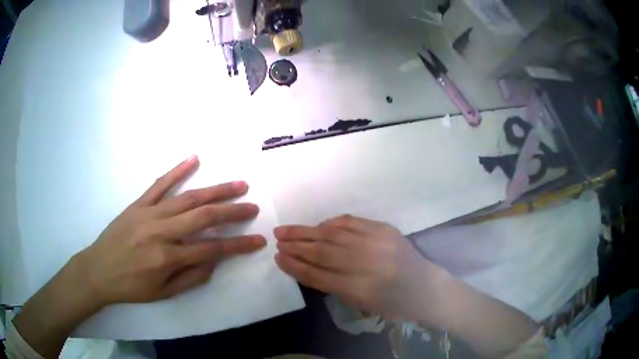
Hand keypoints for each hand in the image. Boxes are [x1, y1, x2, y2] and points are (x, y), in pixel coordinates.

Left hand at [76, 155, 265, 306]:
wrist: (98, 270)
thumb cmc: (131, 286)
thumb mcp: (163, 293)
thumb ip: (191, 277)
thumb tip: (215, 260)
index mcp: (167, 258)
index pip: (212, 249)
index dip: (238, 245)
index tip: (258, 241)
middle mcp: (161, 232)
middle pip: (204, 217)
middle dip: (233, 211)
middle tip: (253, 205)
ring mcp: (149, 213)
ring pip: (188, 198)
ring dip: (215, 190)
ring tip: (238, 184)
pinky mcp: (138, 204)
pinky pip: (160, 184)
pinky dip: (178, 170)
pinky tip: (194, 159)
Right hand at [274, 215, 447, 319]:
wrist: (424, 286)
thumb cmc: (391, 302)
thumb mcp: (360, 303)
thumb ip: (333, 285)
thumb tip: (306, 266)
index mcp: (358, 289)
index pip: (317, 275)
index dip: (295, 266)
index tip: (278, 258)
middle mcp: (365, 263)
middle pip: (321, 252)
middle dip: (295, 246)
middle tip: (277, 239)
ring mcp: (375, 242)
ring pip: (332, 235)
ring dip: (307, 231)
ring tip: (287, 230)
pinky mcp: (384, 229)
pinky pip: (351, 222)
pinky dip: (331, 223)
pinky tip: (318, 226)